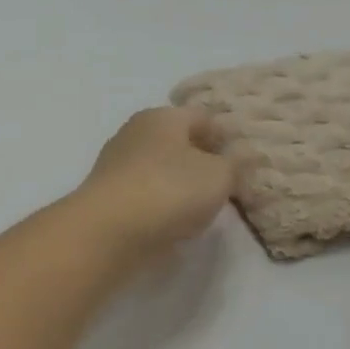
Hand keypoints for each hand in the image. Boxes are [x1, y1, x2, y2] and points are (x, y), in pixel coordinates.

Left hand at [70, 107, 241, 258]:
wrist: (107, 231)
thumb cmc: (169, 190)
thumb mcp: (219, 175)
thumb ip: (235, 165)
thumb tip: (238, 157)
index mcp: (161, 117)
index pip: (202, 117)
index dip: (225, 137)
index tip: (243, 163)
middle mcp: (133, 134)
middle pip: (177, 144)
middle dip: (200, 162)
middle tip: (224, 187)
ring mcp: (115, 167)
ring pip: (158, 171)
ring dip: (178, 187)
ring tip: (200, 210)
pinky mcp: (107, 198)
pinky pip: (143, 197)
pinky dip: (158, 207)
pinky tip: (171, 225)